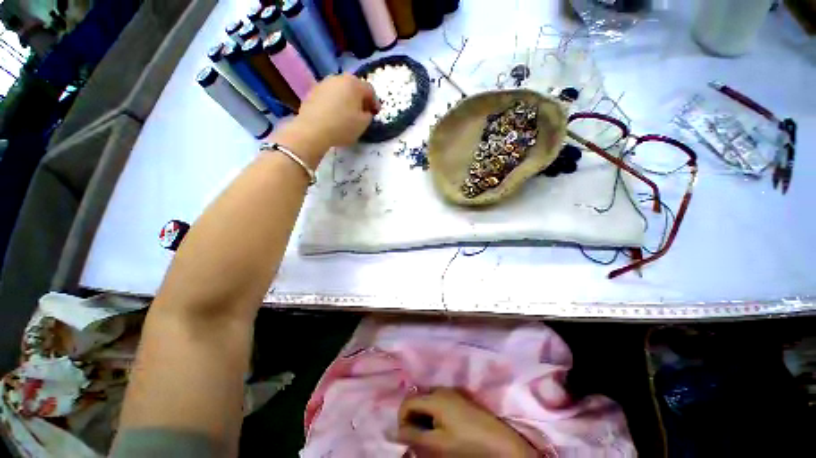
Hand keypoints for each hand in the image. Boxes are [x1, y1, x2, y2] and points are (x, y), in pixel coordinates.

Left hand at [294, 73, 379, 143]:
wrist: (312, 129)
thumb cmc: (342, 126)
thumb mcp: (363, 124)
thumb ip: (368, 115)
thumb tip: (365, 112)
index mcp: (354, 84)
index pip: (370, 90)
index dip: (375, 102)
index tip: (376, 113)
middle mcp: (339, 78)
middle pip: (354, 87)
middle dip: (360, 99)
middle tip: (363, 112)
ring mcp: (324, 83)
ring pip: (341, 90)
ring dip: (347, 100)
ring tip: (348, 114)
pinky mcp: (313, 91)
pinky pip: (330, 95)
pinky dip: (335, 102)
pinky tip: (335, 114)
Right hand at [396, 388, 537, 457]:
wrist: (498, 442)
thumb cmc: (465, 442)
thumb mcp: (436, 443)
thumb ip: (413, 436)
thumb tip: (395, 432)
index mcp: (434, 397)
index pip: (407, 402)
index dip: (401, 419)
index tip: (405, 437)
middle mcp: (441, 389)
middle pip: (417, 399)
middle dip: (413, 418)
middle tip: (417, 439)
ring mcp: (452, 392)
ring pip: (428, 401)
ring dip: (423, 417)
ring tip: (429, 436)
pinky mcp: (459, 398)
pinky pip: (439, 402)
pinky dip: (434, 414)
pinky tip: (441, 429)